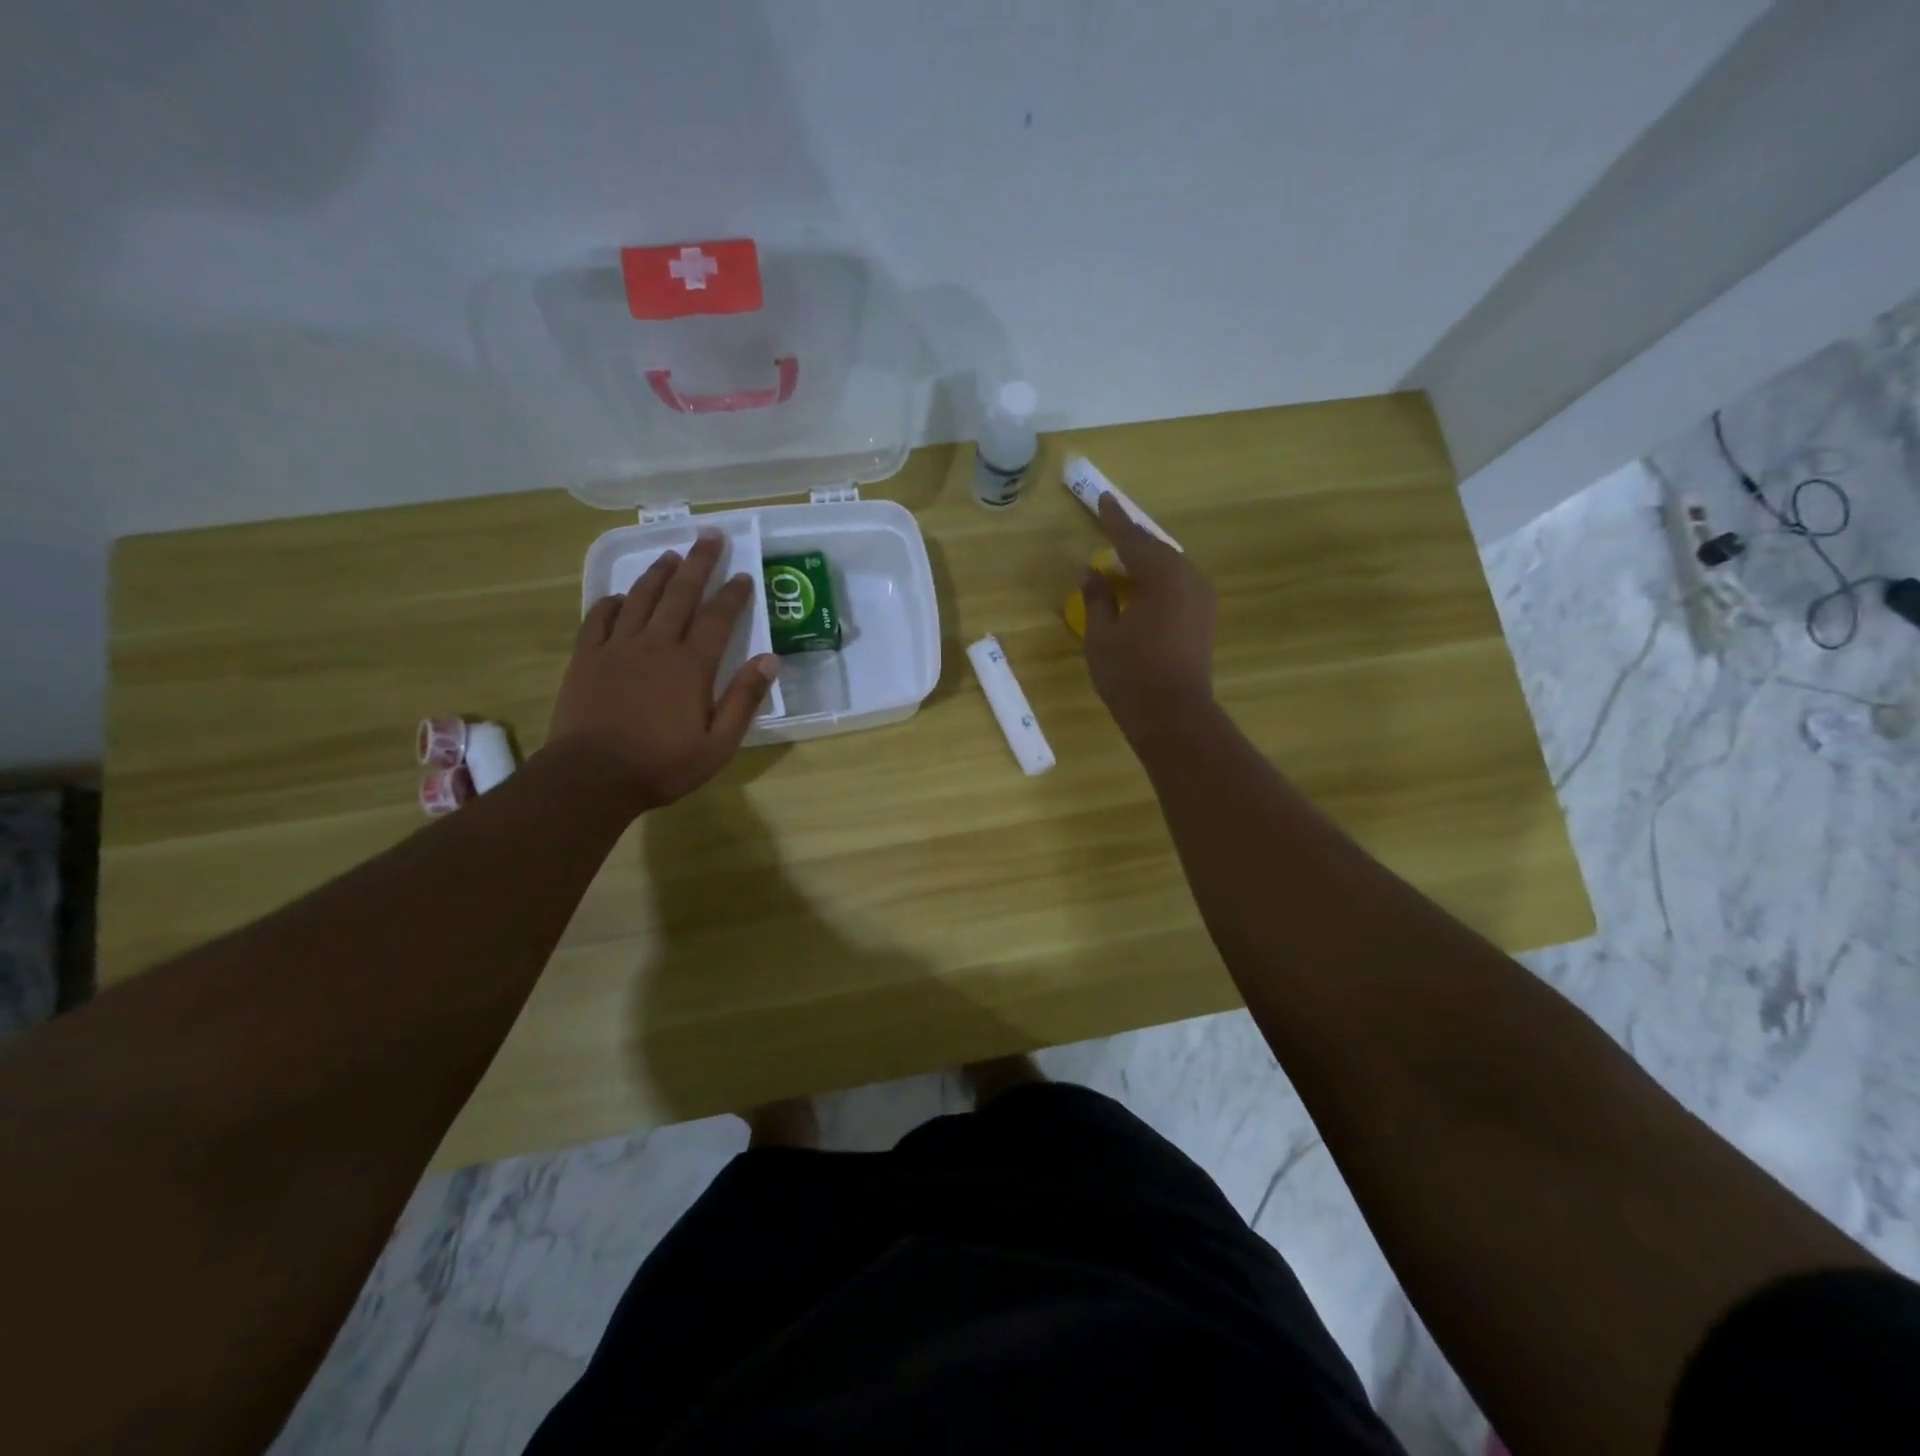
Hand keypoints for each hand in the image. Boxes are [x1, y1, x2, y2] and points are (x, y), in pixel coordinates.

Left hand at [547, 529, 778, 813]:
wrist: (591, 777)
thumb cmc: (662, 765)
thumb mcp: (718, 744)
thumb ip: (744, 699)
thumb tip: (771, 660)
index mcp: (691, 666)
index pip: (719, 619)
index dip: (733, 595)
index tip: (744, 575)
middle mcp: (655, 645)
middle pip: (680, 595)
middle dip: (698, 563)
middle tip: (709, 535)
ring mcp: (617, 648)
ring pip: (640, 598)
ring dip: (658, 573)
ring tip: (670, 554)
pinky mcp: (586, 657)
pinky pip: (598, 618)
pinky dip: (612, 602)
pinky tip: (619, 595)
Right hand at [1082, 493, 1216, 739]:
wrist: (1174, 715)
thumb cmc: (1130, 674)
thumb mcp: (1102, 635)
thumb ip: (1097, 597)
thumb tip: (1090, 572)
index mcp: (1162, 575)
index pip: (1133, 539)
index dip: (1114, 520)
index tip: (1103, 499)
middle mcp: (1188, 579)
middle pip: (1156, 550)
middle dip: (1132, 541)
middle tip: (1111, 528)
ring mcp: (1201, 600)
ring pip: (1170, 569)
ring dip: (1146, 564)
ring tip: (1121, 563)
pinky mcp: (1204, 620)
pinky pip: (1178, 587)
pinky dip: (1157, 583)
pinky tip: (1141, 592)